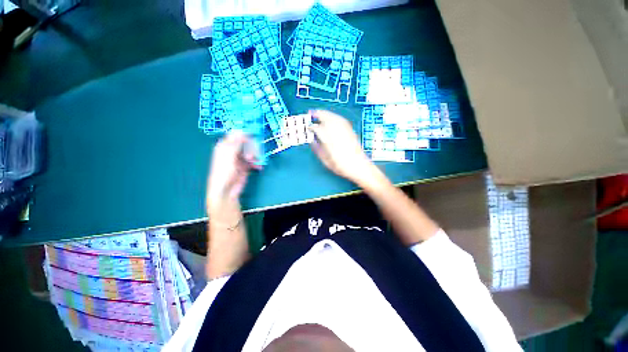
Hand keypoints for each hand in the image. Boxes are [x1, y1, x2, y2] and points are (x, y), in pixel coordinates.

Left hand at [206, 131, 259, 213]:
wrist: (226, 190)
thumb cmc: (224, 171)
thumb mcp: (229, 155)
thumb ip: (236, 143)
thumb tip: (243, 132)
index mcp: (225, 146)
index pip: (235, 136)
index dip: (244, 134)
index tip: (254, 133)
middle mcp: (233, 151)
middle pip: (245, 144)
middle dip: (251, 147)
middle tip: (253, 151)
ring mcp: (240, 159)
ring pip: (251, 152)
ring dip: (255, 156)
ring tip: (254, 161)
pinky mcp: (246, 167)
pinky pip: (254, 162)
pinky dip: (257, 163)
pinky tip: (258, 167)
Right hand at [309, 110, 378, 185]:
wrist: (359, 166)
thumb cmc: (342, 166)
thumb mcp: (327, 161)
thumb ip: (318, 150)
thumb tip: (313, 141)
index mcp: (330, 142)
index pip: (319, 129)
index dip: (312, 127)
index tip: (308, 127)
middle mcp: (338, 134)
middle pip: (327, 119)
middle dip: (319, 114)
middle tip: (312, 113)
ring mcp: (345, 131)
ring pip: (335, 118)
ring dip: (326, 114)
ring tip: (320, 112)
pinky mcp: (351, 131)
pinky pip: (341, 120)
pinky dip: (335, 116)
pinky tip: (332, 117)